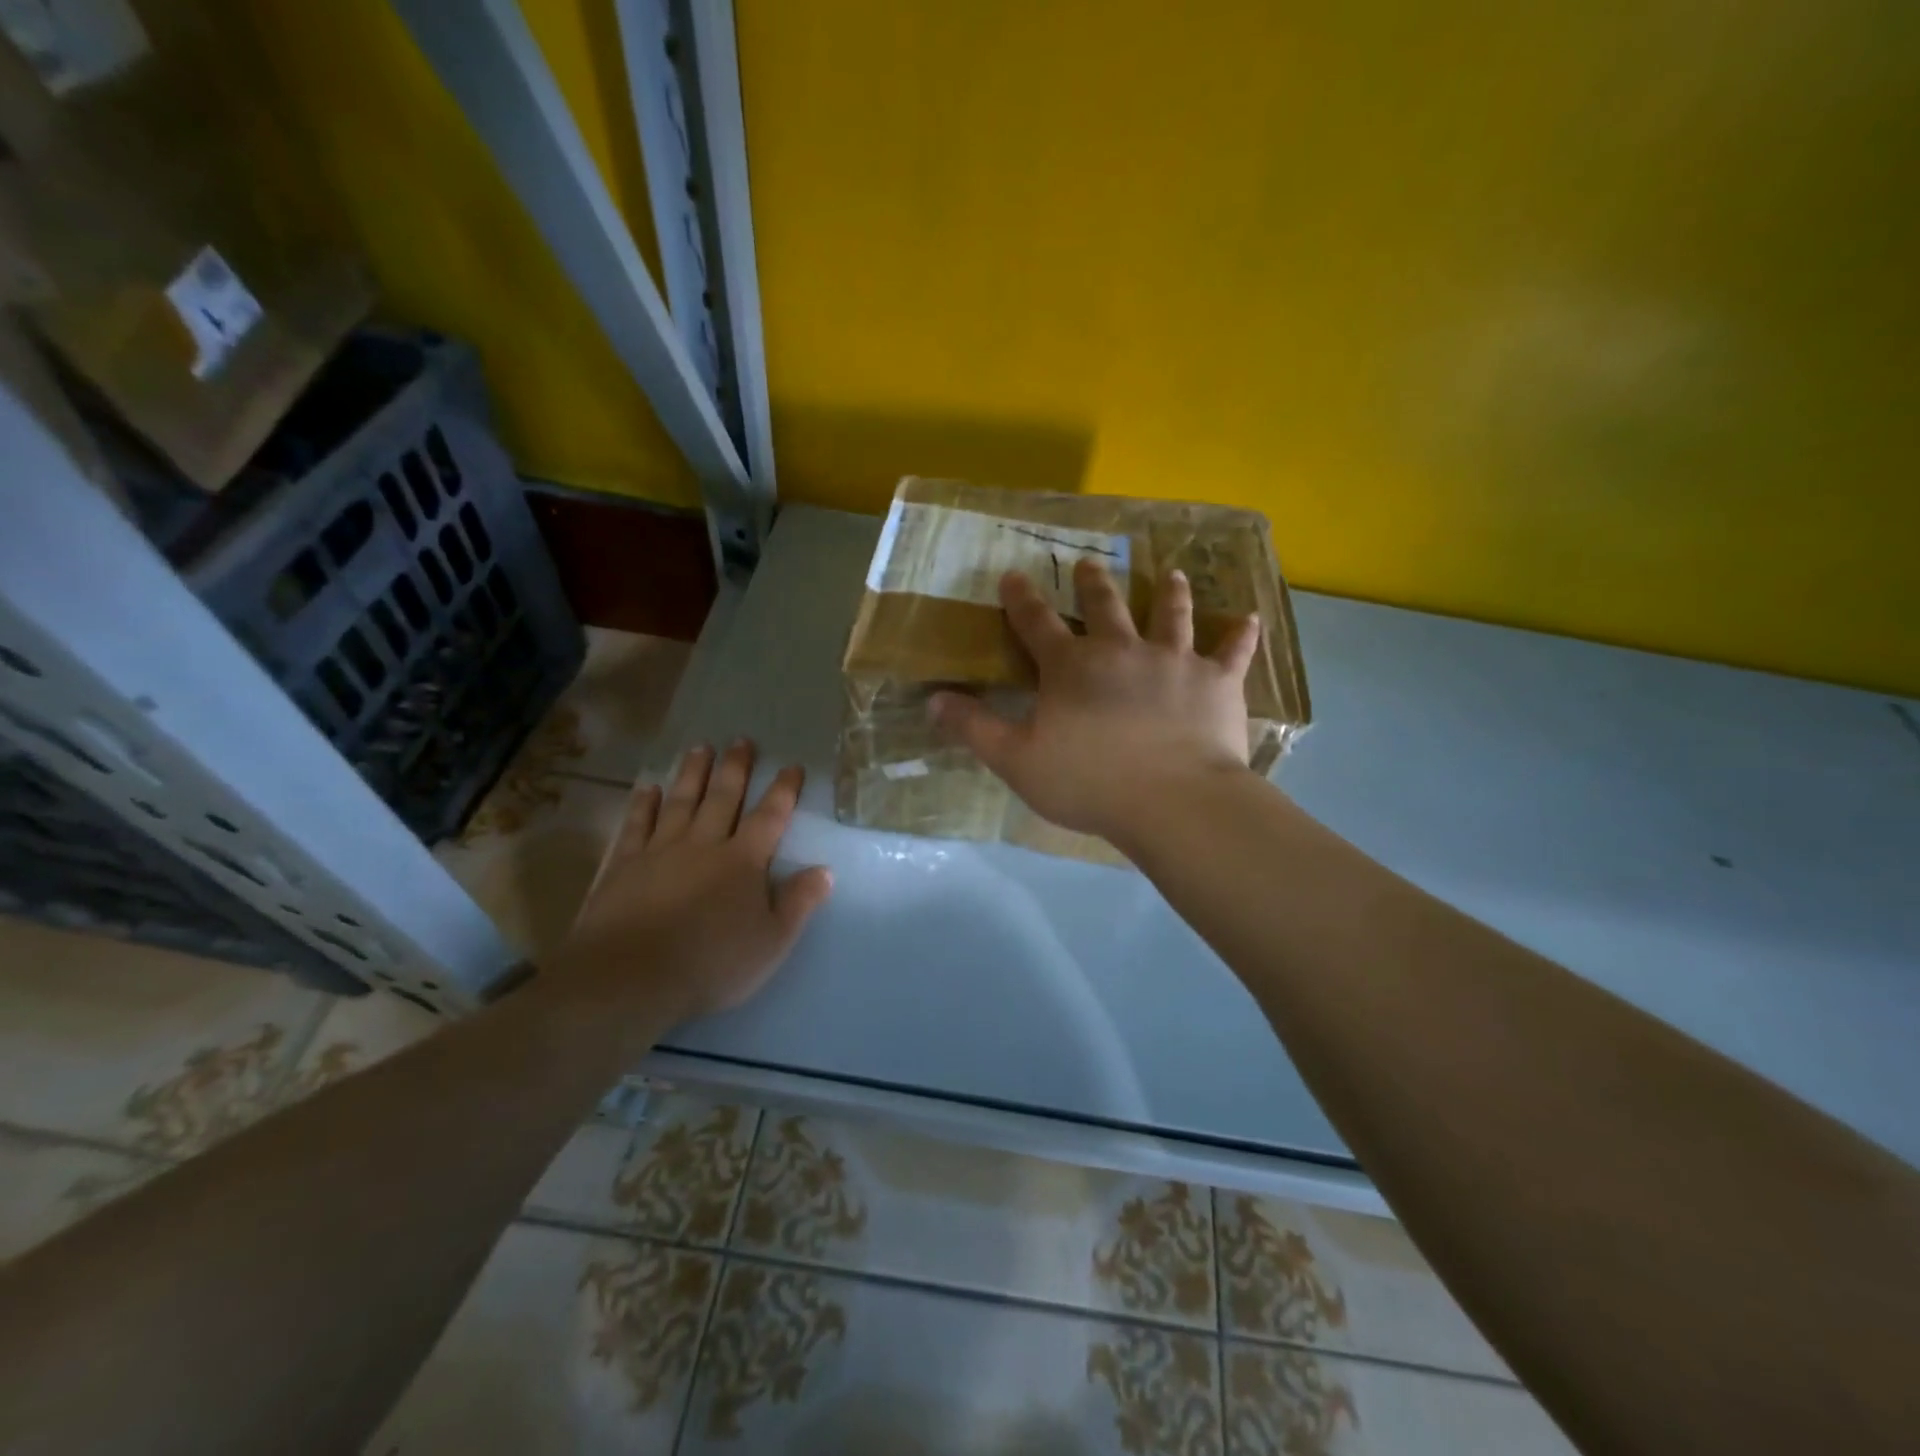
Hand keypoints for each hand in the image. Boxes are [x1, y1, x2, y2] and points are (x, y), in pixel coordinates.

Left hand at [555, 741, 832, 1026]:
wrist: (629, 979)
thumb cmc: (710, 964)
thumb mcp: (771, 942)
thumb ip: (798, 903)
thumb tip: (825, 870)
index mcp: (743, 861)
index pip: (769, 817)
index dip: (783, 790)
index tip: (792, 766)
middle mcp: (703, 844)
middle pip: (722, 797)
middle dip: (735, 768)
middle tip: (741, 740)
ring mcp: (659, 850)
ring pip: (680, 801)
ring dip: (692, 773)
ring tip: (700, 747)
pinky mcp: (623, 865)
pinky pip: (636, 824)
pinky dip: (644, 804)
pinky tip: (648, 788)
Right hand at [930, 562, 1259, 844]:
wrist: (1172, 800)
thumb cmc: (1089, 782)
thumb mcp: (1016, 761)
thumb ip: (975, 728)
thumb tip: (933, 700)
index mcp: (1072, 667)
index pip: (1037, 624)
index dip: (1021, 600)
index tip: (1014, 575)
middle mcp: (1122, 650)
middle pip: (1105, 606)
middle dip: (1092, 583)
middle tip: (1088, 562)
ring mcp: (1174, 661)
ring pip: (1170, 615)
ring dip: (1170, 593)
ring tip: (1173, 573)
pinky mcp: (1216, 682)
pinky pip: (1232, 652)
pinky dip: (1240, 636)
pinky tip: (1249, 618)